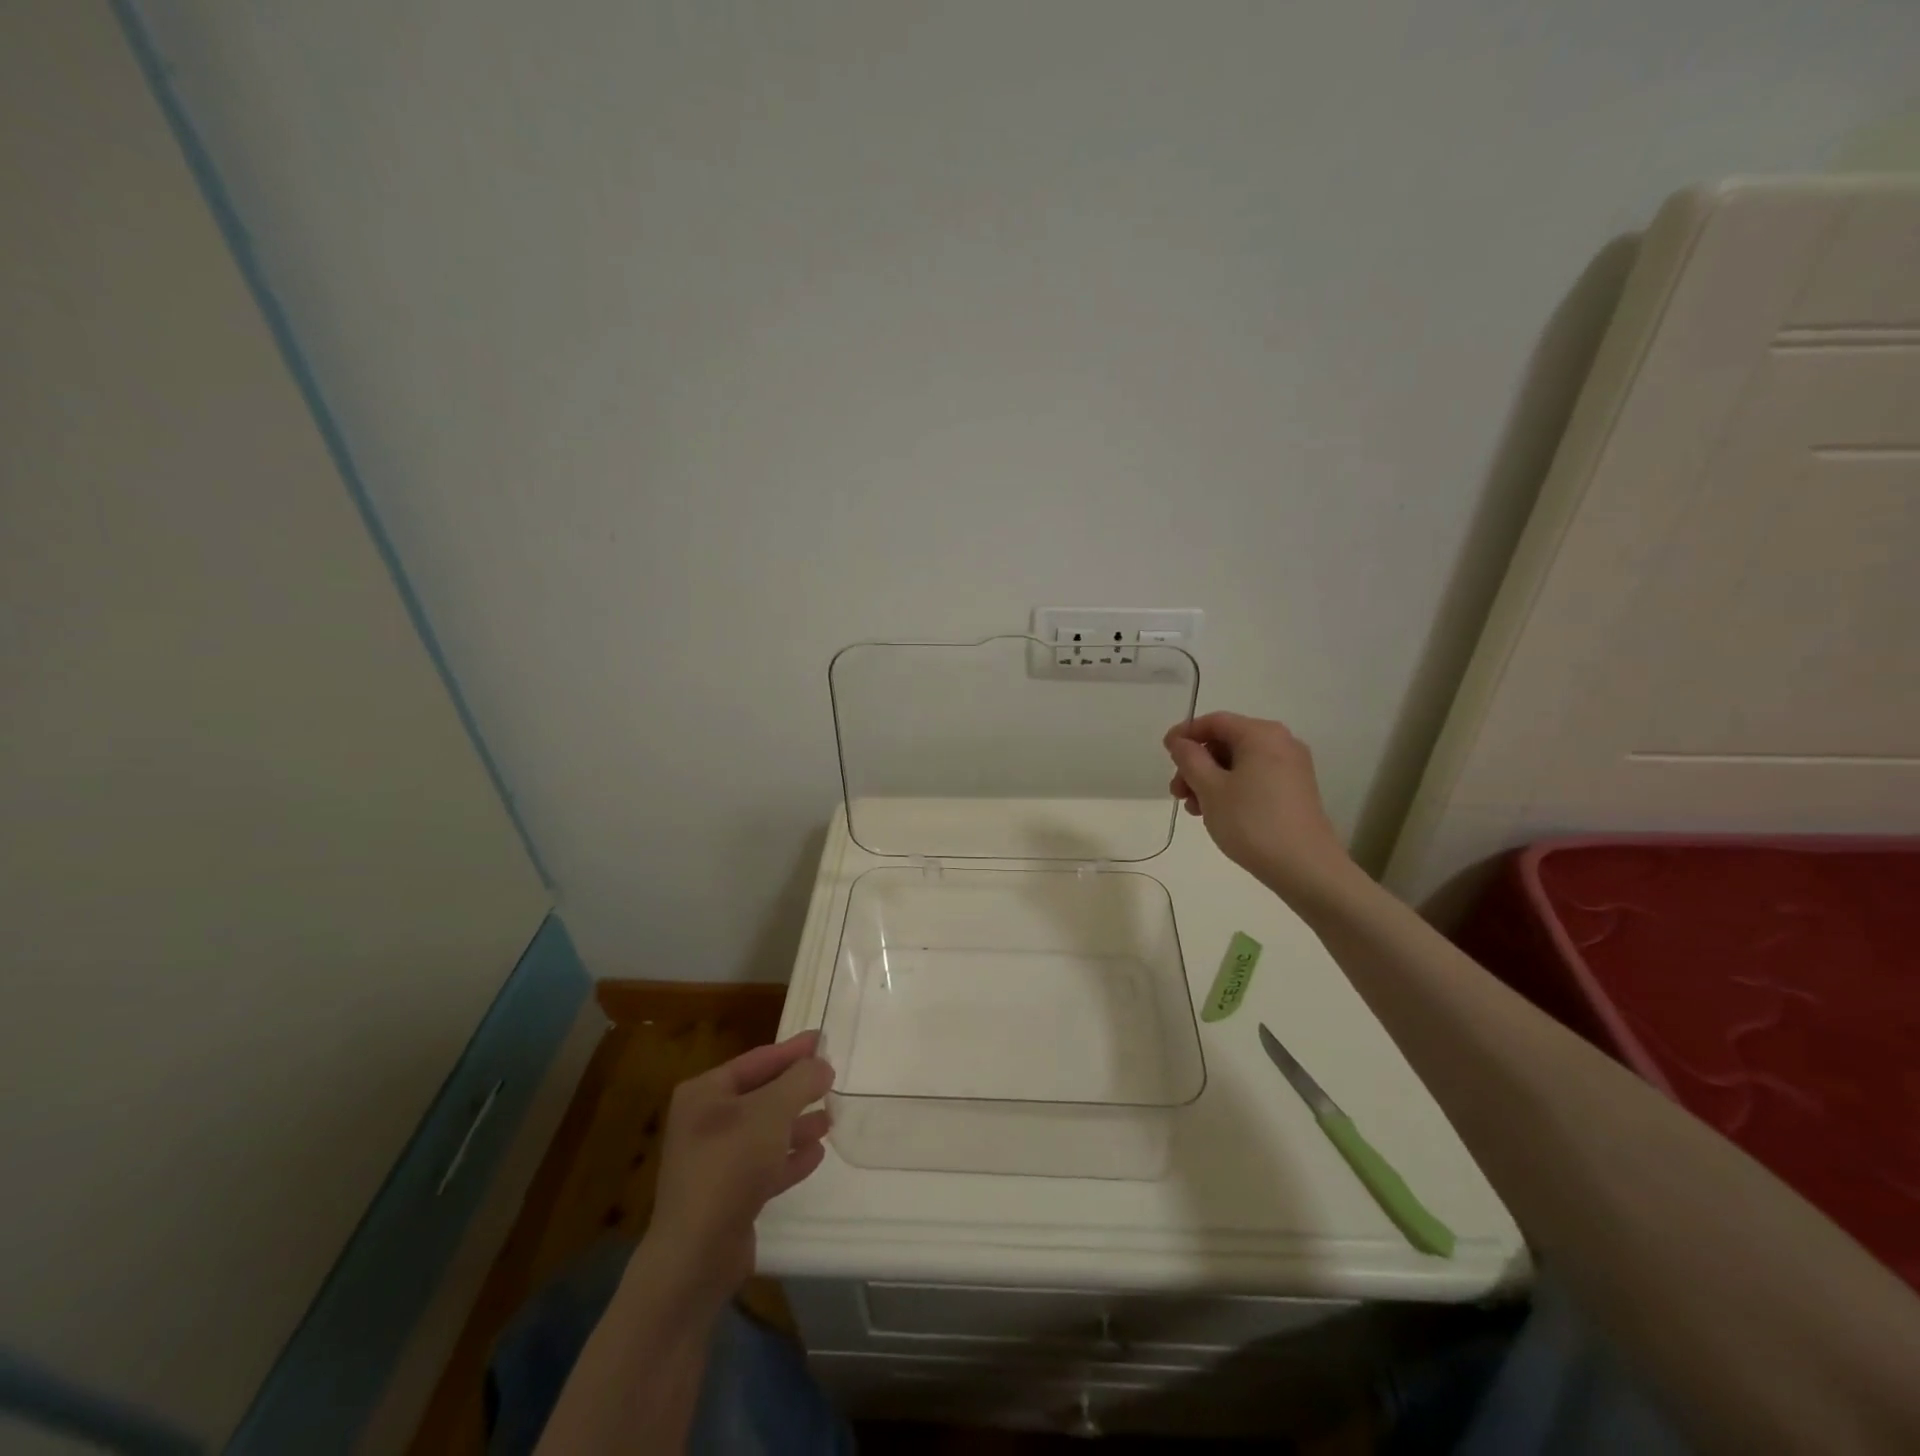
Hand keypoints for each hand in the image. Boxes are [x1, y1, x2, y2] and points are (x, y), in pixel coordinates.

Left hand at [642, 1031, 833, 1304]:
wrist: (696, 1255)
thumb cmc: (730, 1165)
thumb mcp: (771, 1112)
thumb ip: (800, 1081)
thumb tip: (822, 1064)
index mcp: (705, 1093)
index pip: (757, 1060)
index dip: (792, 1049)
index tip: (824, 1039)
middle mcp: (705, 1122)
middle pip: (761, 1094)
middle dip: (797, 1089)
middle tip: (832, 1079)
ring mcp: (714, 1160)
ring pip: (764, 1131)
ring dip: (797, 1123)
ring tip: (831, 1118)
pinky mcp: (726, 1195)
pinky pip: (763, 1165)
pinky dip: (788, 1157)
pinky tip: (816, 1154)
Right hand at [1164, 711, 1357, 907]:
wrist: (1305, 867)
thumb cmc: (1251, 822)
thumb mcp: (1210, 788)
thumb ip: (1189, 758)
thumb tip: (1179, 741)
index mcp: (1261, 734)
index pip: (1215, 721)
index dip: (1185, 734)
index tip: (1165, 755)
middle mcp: (1281, 742)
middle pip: (1226, 742)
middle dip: (1196, 764)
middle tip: (1178, 792)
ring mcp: (1291, 767)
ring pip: (1238, 763)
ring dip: (1210, 780)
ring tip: (1195, 810)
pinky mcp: (1295, 789)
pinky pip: (1254, 777)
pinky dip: (1231, 789)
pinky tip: (1217, 813)